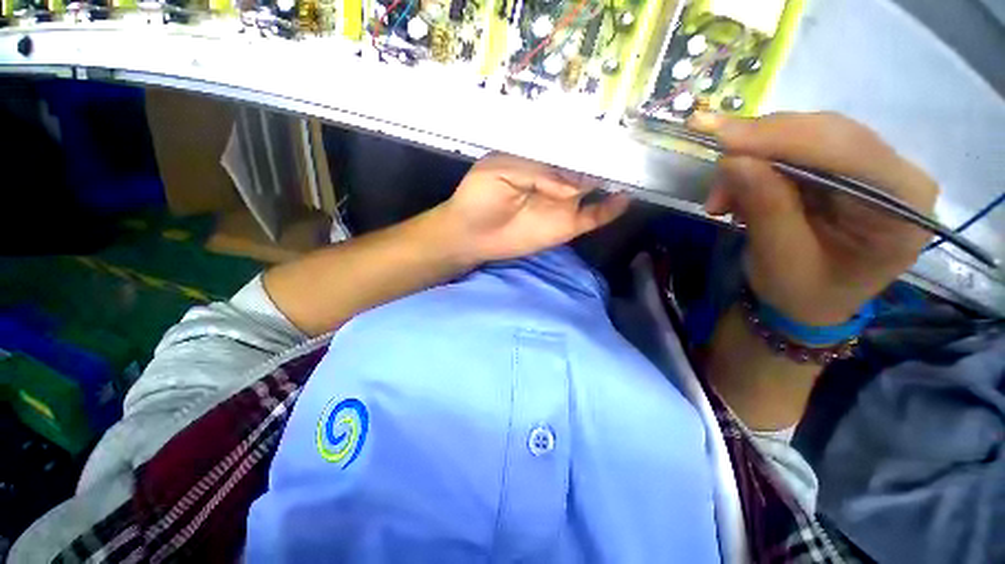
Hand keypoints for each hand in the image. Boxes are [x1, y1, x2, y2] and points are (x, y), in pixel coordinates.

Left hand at [438, 153, 630, 264]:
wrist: (471, 234)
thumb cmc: (479, 197)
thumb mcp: (502, 170)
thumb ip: (539, 173)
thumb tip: (574, 186)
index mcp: (540, 160)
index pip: (570, 145)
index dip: (589, 137)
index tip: (615, 123)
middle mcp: (556, 180)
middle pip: (588, 165)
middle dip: (608, 155)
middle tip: (637, 141)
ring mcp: (564, 204)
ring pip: (596, 189)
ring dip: (614, 179)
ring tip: (640, 165)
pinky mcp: (566, 226)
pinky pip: (594, 217)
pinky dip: (611, 209)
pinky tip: (625, 198)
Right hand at [689, 111, 938, 325]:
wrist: (808, 302)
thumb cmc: (802, 293)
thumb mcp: (780, 261)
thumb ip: (766, 208)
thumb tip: (734, 160)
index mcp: (902, 206)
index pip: (846, 150)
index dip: (781, 138)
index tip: (721, 136)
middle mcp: (898, 174)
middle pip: (827, 133)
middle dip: (761, 148)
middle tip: (716, 176)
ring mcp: (872, 165)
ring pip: (806, 134)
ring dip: (754, 158)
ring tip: (722, 199)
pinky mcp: (845, 165)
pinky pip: (796, 146)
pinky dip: (758, 164)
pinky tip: (738, 191)